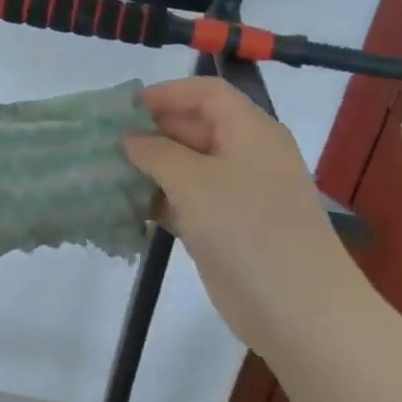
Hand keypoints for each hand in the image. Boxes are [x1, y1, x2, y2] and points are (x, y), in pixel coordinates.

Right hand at [123, 76, 360, 347]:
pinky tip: (128, 206)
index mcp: (249, 131)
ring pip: (186, 167)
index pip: (206, 93)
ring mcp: (237, 193)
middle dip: (151, 132)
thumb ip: (155, 152)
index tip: (124, 109)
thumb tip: (130, 138)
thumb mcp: (193, 181)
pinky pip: (187, 201)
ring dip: (150, 169)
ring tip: (107, 173)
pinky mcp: (226, 226)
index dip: (166, 93)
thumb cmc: (246, 228)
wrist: (296, 308)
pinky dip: (159, 200)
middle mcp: (245, 155)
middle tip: (105, 143)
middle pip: (194, 127)